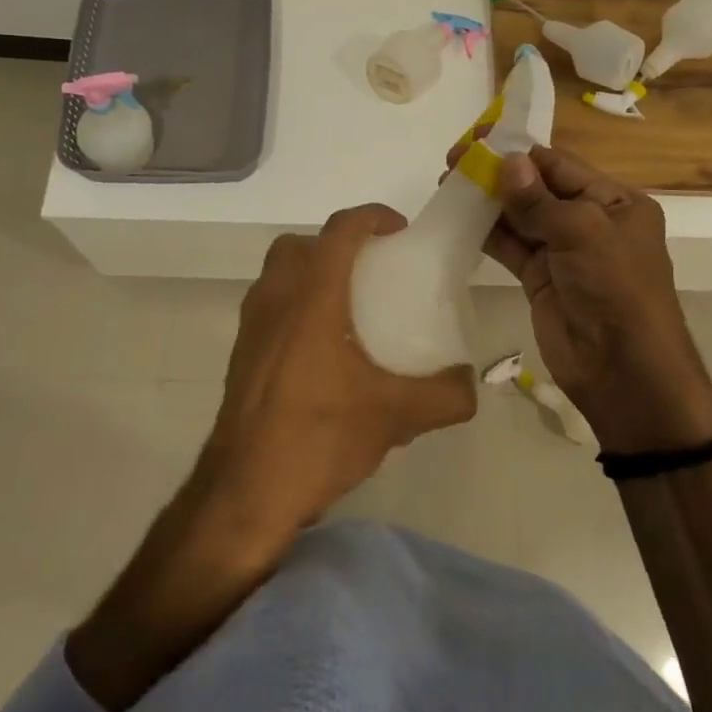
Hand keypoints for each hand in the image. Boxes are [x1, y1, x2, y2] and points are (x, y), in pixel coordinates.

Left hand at [196, 204, 476, 540]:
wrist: (244, 494)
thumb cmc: (319, 438)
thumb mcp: (395, 416)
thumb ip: (445, 395)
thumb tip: (471, 384)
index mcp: (312, 297)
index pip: (340, 230)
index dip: (372, 217)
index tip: (399, 230)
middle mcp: (276, 299)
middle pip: (300, 244)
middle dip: (336, 243)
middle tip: (370, 268)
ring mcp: (251, 326)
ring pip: (279, 273)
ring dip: (311, 272)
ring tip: (348, 306)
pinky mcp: (240, 354)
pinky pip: (269, 305)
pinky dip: (295, 304)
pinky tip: (321, 349)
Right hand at [452, 142, 711, 454]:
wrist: (624, 372)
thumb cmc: (615, 289)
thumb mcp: (583, 233)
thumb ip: (539, 200)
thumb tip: (507, 161)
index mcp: (615, 202)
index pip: (561, 165)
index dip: (520, 152)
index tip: (478, 140)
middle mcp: (590, 221)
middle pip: (538, 187)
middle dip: (499, 174)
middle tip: (454, 161)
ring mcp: (563, 252)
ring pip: (521, 216)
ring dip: (488, 201)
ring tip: (448, 185)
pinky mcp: (541, 278)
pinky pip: (511, 246)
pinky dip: (487, 232)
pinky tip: (458, 216)